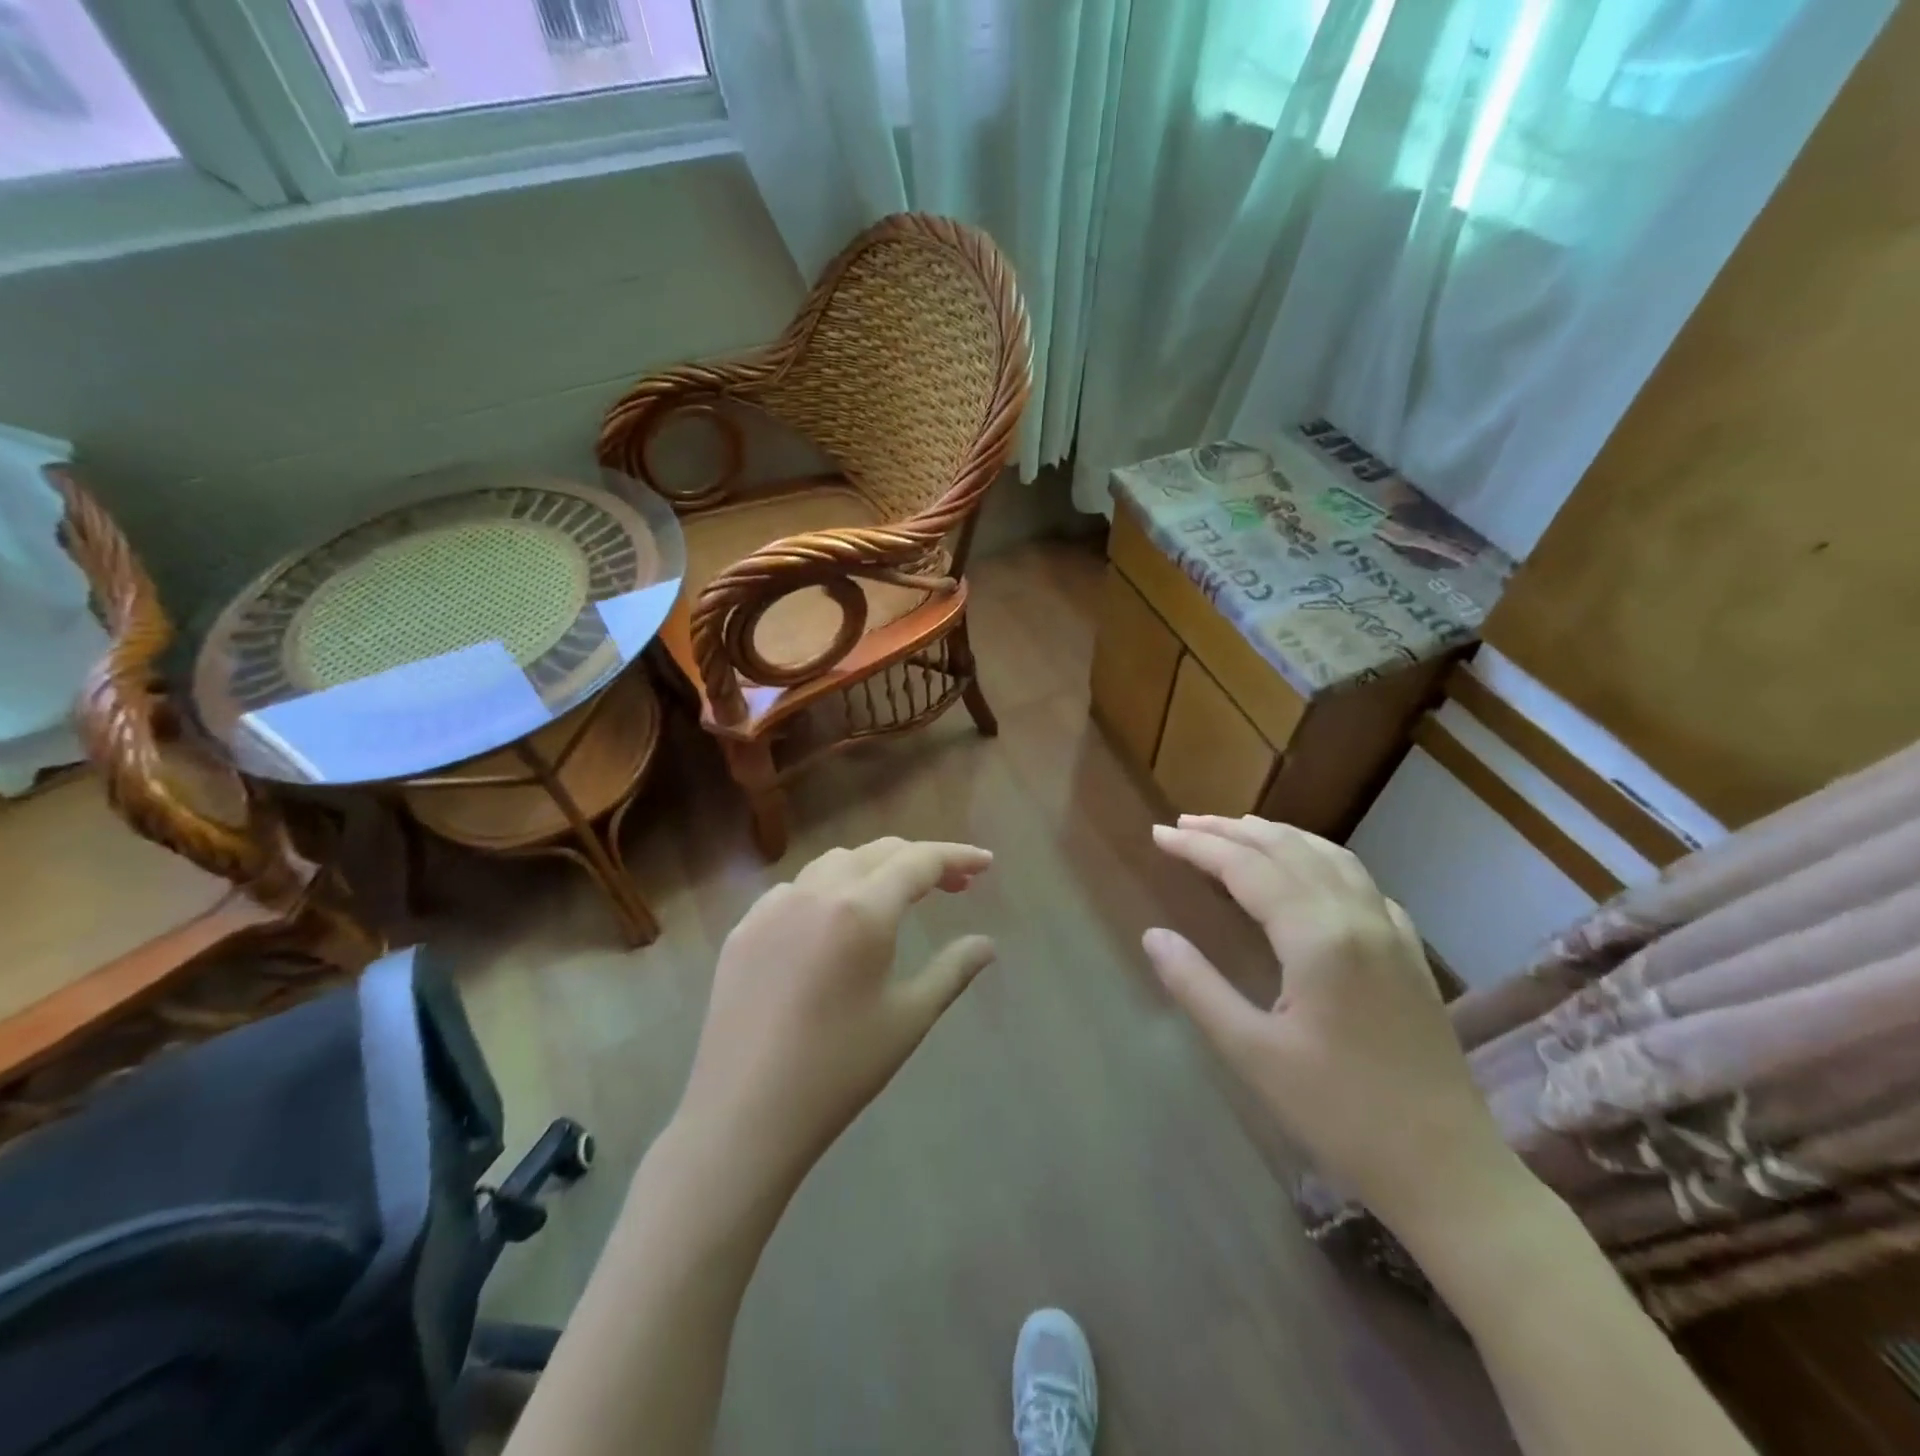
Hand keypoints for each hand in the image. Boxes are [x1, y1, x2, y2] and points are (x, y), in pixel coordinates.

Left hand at [675, 838, 996, 1185]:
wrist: (744, 1114)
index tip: (985, 863)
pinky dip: (827, 890)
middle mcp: (815, 891)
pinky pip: (794, 890)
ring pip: (833, 863)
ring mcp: (772, 907)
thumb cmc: (839, 1068)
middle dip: (920, 860)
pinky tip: (832, 927)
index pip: (919, 862)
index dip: (957, 857)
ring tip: (894, 900)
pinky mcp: (743, 930)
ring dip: (872, 868)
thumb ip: (953, 971)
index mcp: (862, 909)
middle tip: (953, 886)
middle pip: (877, 853)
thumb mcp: (908, 1018)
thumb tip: (986, 945)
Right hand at [1143, 814, 1508, 1230]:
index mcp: (1318, 937)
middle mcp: (1358, 917)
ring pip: (1330, 856)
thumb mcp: (1251, 1053)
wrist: (1447, 1171)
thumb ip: (1196, 986)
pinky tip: (1308, 872)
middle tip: (1185, 823)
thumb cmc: (1339, 1114)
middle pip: (1287, 849)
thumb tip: (1153, 935)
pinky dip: (1320, 859)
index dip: (1198, 846)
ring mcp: (1392, 932)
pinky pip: (1361, 882)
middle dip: (1231, 830)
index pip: (1246, 867)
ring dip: (1278, 836)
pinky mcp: (1409, 953)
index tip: (1158, 834)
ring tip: (1237, 830)